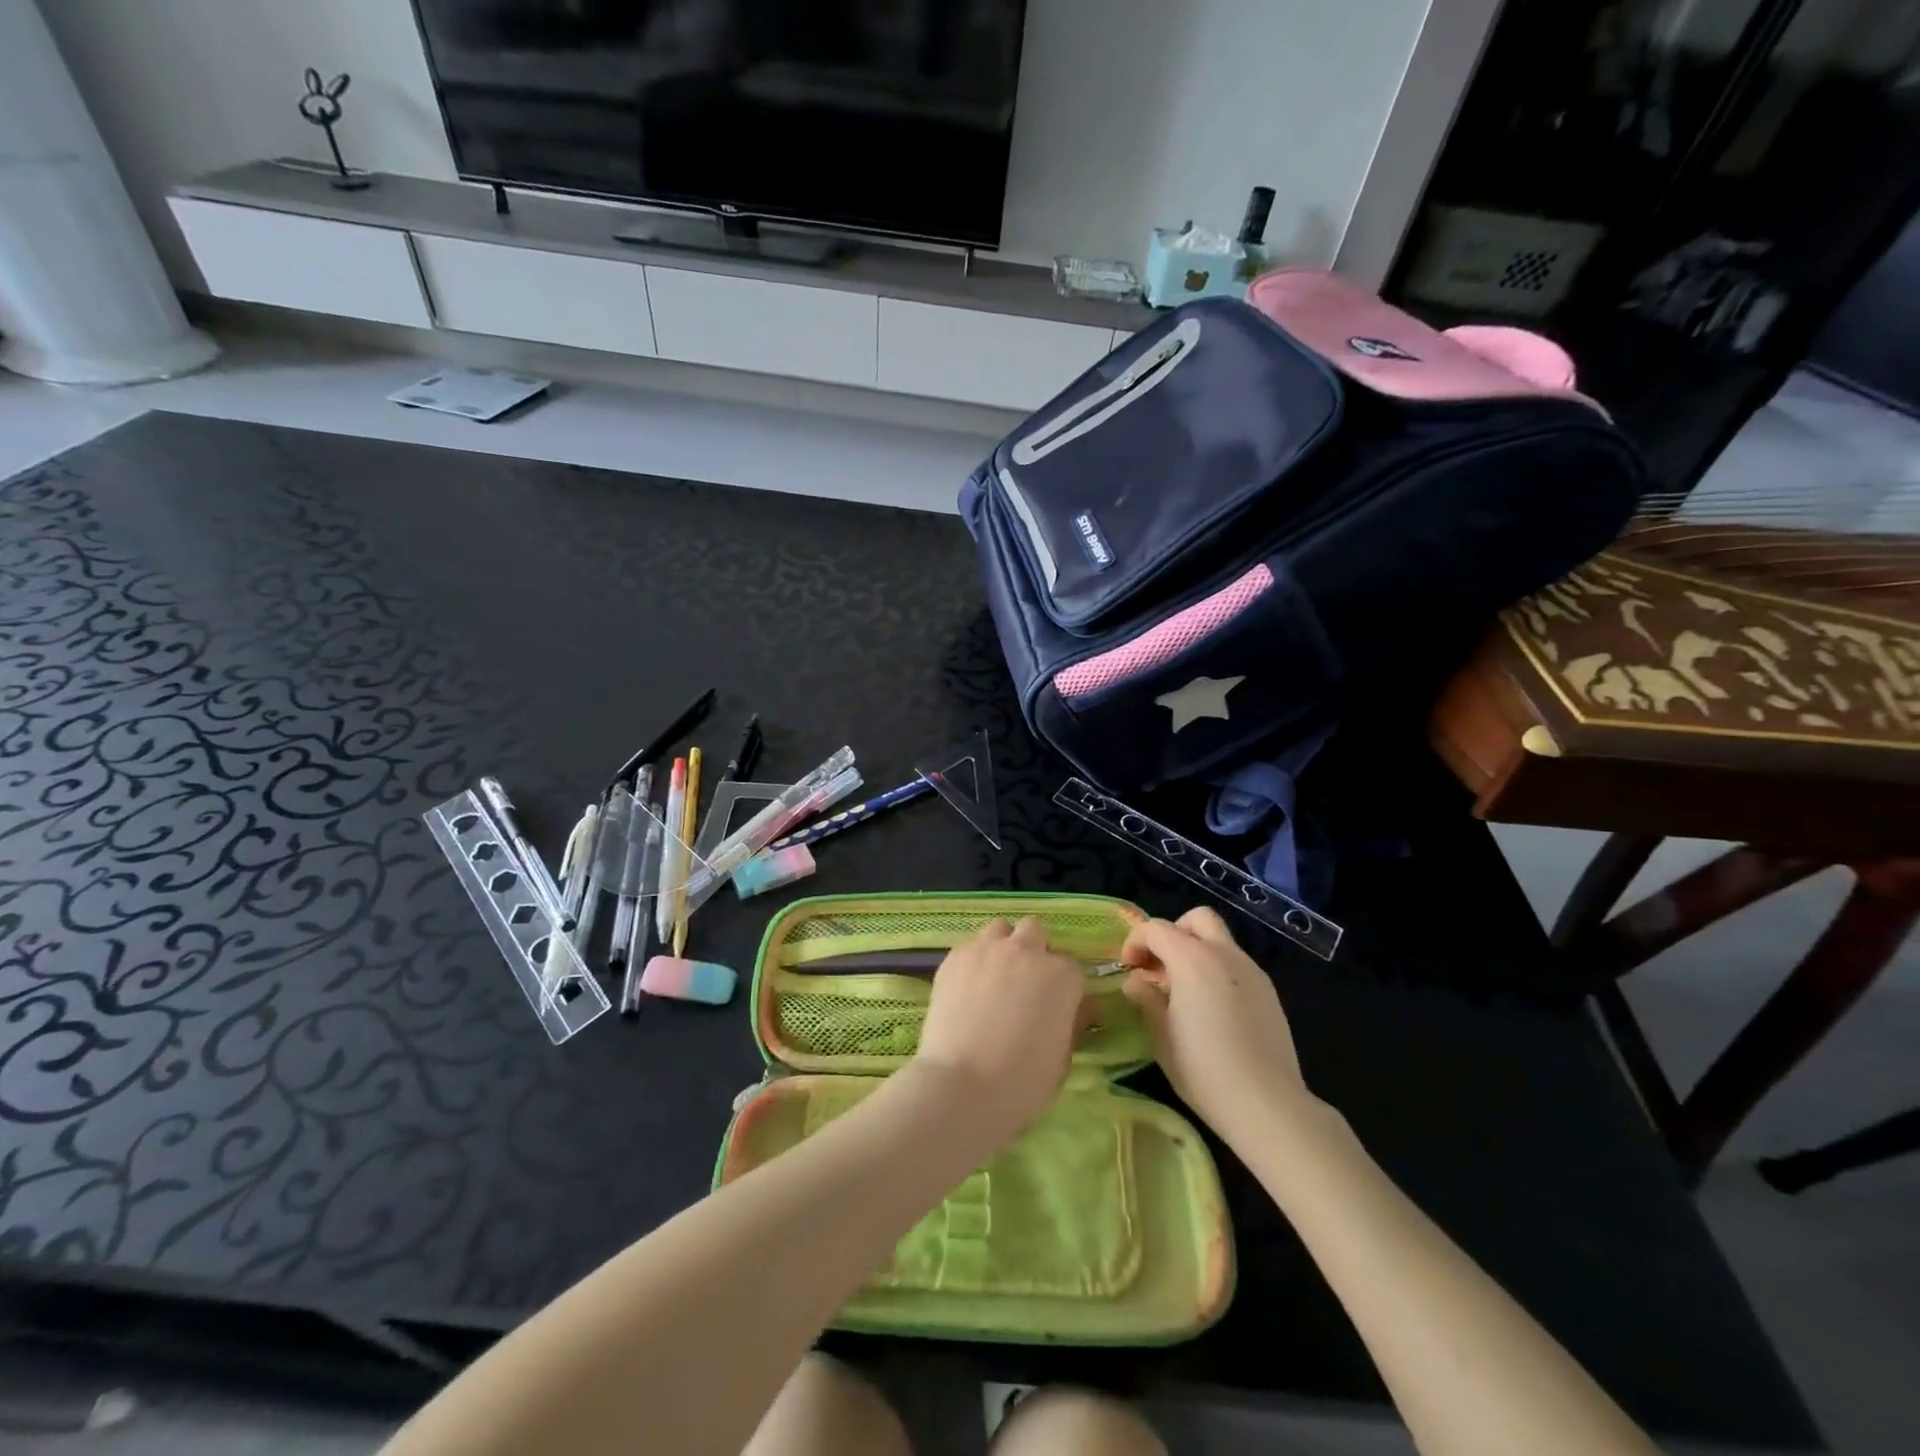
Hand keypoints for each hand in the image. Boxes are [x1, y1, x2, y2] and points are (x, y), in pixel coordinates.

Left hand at [910, 918, 1087, 1147]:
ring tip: (994, 976)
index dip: (1063, 986)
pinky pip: (971, 944)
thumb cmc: (1021, 1082)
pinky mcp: (956, 956)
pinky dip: (975, 959)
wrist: (962, 1084)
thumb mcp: (1063, 1059)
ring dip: (1003, 945)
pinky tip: (968, 985)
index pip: (1071, 967)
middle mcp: (1027, 951)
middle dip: (1034, 950)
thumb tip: (1084, 1009)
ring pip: (1000, 929)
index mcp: (1062, 976)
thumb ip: (1074, 1024)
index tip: (1055, 1005)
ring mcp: (988, 949)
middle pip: (1035, 931)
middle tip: (1024, 983)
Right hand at [1121, 907, 1312, 1143]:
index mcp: (1193, 959)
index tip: (1128, 969)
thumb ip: (1146, 998)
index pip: (1156, 928)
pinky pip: (1236, 965)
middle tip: (1160, 966)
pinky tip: (1211, 1010)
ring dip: (1196, 952)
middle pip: (1197, 919)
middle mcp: (1225, 954)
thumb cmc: (1203, 1069)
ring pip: (1220, 941)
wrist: (1267, 1104)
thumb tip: (1136, 981)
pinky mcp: (1269, 992)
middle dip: (1173, 933)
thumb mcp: (1161, 1035)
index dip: (1135, 942)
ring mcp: (1252, 971)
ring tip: (1184, 993)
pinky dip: (1217, 971)